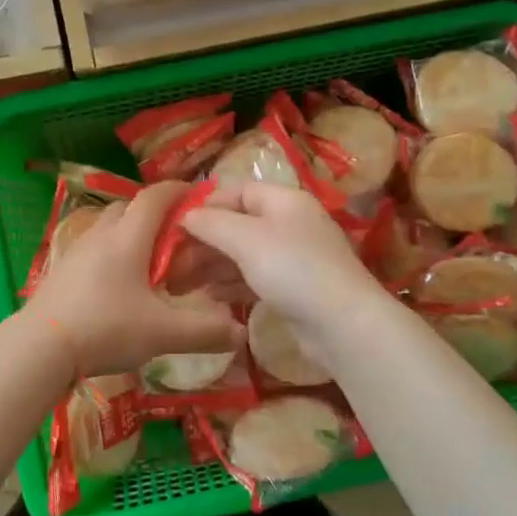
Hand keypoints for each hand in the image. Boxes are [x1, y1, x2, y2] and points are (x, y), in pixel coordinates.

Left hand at [24, 181, 244, 379]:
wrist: (40, 347)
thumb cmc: (107, 328)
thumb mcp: (163, 333)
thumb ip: (205, 332)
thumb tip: (240, 334)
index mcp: (128, 238)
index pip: (155, 197)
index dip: (178, 190)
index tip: (197, 194)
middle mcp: (101, 235)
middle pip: (129, 207)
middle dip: (154, 212)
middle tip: (176, 234)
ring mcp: (76, 251)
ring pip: (108, 227)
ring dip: (129, 232)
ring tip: (147, 259)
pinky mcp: (61, 270)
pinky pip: (92, 248)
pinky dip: (110, 253)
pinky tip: (117, 283)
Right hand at [181, 182, 391, 335]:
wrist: (342, 324)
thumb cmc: (292, 269)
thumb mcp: (246, 239)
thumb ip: (212, 224)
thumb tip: (185, 215)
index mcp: (285, 201)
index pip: (238, 191)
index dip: (207, 205)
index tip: (176, 225)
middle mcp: (291, 224)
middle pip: (239, 224)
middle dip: (205, 241)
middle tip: (173, 262)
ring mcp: (294, 258)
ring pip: (244, 254)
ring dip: (214, 265)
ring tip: (183, 283)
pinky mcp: (294, 289)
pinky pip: (255, 278)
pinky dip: (232, 284)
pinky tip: (210, 297)